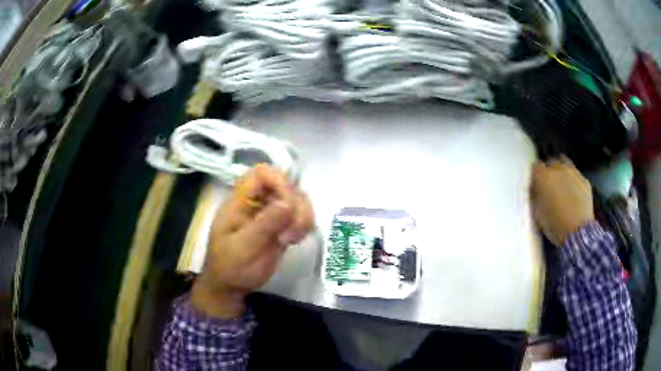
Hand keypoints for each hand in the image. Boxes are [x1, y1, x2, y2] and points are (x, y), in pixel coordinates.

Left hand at [191, 164, 313, 318]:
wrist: (231, 285)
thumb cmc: (230, 267)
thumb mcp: (243, 248)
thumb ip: (264, 225)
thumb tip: (288, 203)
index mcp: (240, 201)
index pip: (262, 173)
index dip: (279, 182)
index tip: (287, 206)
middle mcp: (257, 201)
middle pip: (286, 184)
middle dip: (295, 205)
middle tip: (289, 233)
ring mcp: (270, 213)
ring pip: (298, 199)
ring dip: (303, 216)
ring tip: (292, 239)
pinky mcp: (282, 225)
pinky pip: (301, 215)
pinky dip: (305, 225)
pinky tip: (296, 240)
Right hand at [532, 156, 594, 246]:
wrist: (578, 232)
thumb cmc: (554, 225)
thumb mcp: (538, 212)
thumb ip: (536, 195)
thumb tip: (535, 188)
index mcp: (544, 177)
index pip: (536, 166)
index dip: (536, 175)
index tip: (536, 184)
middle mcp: (558, 169)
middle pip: (551, 162)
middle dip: (550, 171)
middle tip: (550, 185)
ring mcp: (573, 173)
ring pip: (565, 164)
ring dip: (562, 172)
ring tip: (563, 185)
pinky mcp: (585, 180)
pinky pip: (576, 175)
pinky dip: (573, 181)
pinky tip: (574, 193)